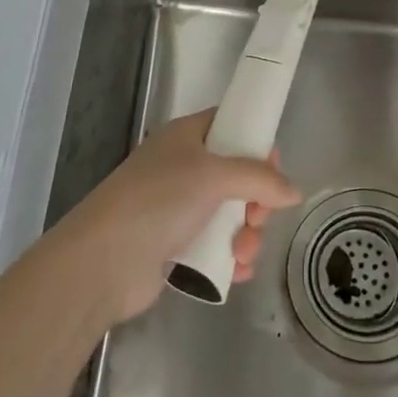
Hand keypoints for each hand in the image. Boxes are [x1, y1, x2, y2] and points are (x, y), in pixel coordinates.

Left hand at [49, 109, 302, 323]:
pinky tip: (236, 271)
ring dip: (247, 235)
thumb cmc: (158, 201)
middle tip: (257, 217)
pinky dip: (231, 257)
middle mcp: (184, 168)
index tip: (274, 168)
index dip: (256, 142)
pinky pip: (218, 246)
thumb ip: (259, 179)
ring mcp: (179, 209)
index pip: (231, 125)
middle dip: (257, 200)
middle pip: (238, 176)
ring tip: (242, 253)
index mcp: (186, 138)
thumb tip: (294, 192)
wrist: (103, 262)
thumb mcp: (213, 176)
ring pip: (232, 215)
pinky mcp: (177, 247)